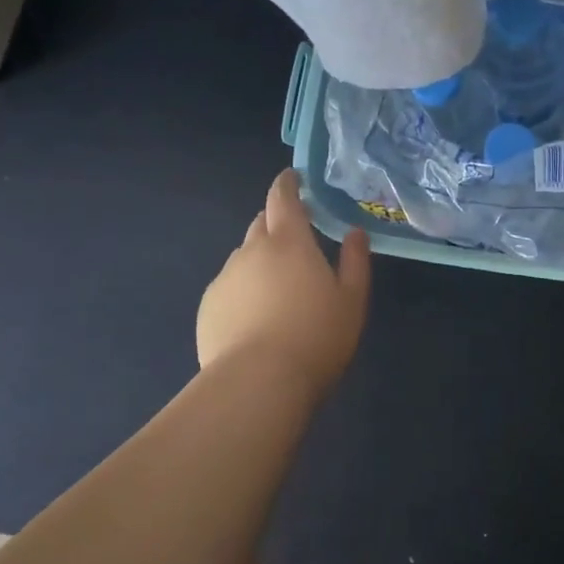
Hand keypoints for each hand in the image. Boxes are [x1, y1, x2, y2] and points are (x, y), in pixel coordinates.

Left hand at [198, 170, 371, 392]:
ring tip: (278, 291)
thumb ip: (355, 261)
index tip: (293, 178)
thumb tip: (355, 233)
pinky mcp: (207, 308)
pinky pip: (229, 287)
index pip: (283, 198)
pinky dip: (243, 291)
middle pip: (261, 224)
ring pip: (244, 257)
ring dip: (260, 261)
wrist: (257, 384)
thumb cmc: (316, 337)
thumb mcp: (352, 300)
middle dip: (277, 224)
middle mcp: (251, 251)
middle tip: (297, 243)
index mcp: (289, 242)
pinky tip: (256, 320)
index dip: (287, 184)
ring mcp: (225, 279)